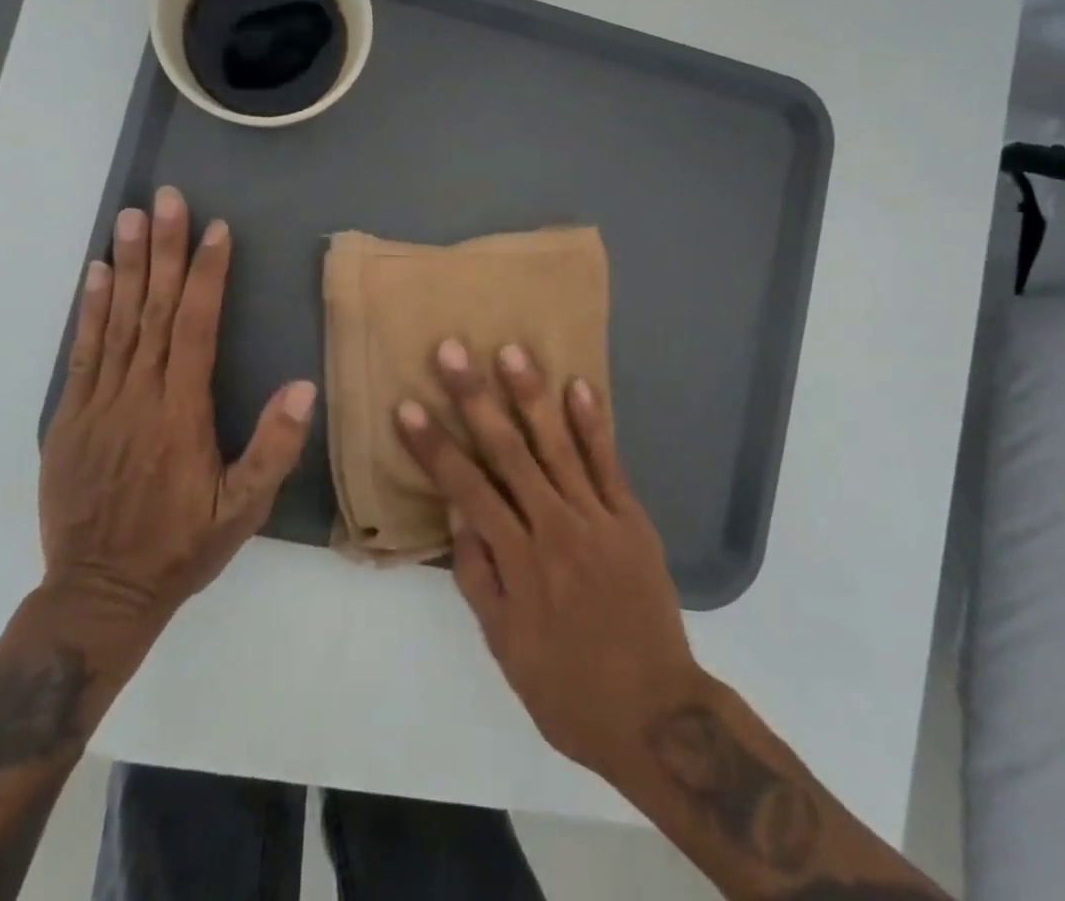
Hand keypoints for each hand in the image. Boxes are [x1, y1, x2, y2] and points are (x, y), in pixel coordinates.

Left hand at [40, 186, 315, 651]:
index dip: (208, 275)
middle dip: (166, 250)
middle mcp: (139, 396)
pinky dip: (89, 309)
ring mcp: (99, 403)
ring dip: (128, 265)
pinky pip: (82, 352)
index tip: (216, 230)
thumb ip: (273, 447)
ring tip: (131, 217)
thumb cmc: (181, 546)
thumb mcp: (243, 510)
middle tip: (167, 199)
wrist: (98, 593)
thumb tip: (304, 384)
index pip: (197, 328)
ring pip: (117, 321)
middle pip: (155, 310)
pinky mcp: (69, 417)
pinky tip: (97, 272)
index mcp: (182, 414)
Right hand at [396, 340, 701, 779]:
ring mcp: (597, 518)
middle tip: (452, 351)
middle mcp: (555, 527)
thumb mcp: (505, 645)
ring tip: (511, 350)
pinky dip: (594, 424)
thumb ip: (478, 575)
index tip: (408, 407)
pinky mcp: (631, 518)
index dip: (434, 447)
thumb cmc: (567, 687)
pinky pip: (609, 463)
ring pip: (558, 445)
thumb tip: (457, 512)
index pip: (466, 489)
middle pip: (507, 451)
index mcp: (518, 561)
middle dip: (475, 398)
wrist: (656, 714)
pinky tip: (579, 386)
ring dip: (532, 395)